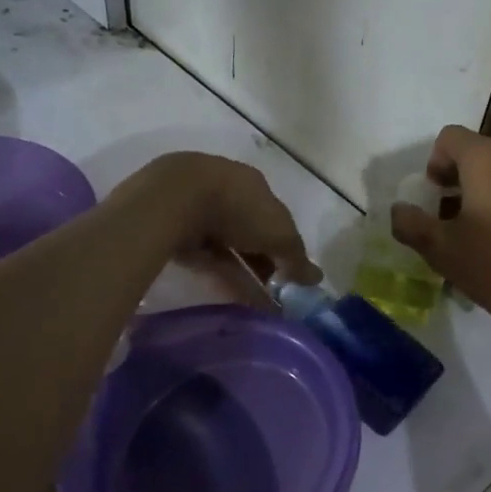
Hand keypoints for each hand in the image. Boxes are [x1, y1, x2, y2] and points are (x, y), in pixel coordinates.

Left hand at [133, 152, 321, 285]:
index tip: (291, 274)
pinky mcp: (175, 232)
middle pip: (250, 233)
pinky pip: (206, 259)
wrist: (173, 200)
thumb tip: (317, 279)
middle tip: (276, 293)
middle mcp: (226, 193)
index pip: (275, 217)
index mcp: (253, 185)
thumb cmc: (238, 208)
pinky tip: (234, 300)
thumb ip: (297, 258)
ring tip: (259, 306)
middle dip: (264, 262)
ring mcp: (197, 211)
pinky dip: (222, 277)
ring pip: (227, 248)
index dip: (285, 246)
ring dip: (245, 275)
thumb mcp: (279, 234)